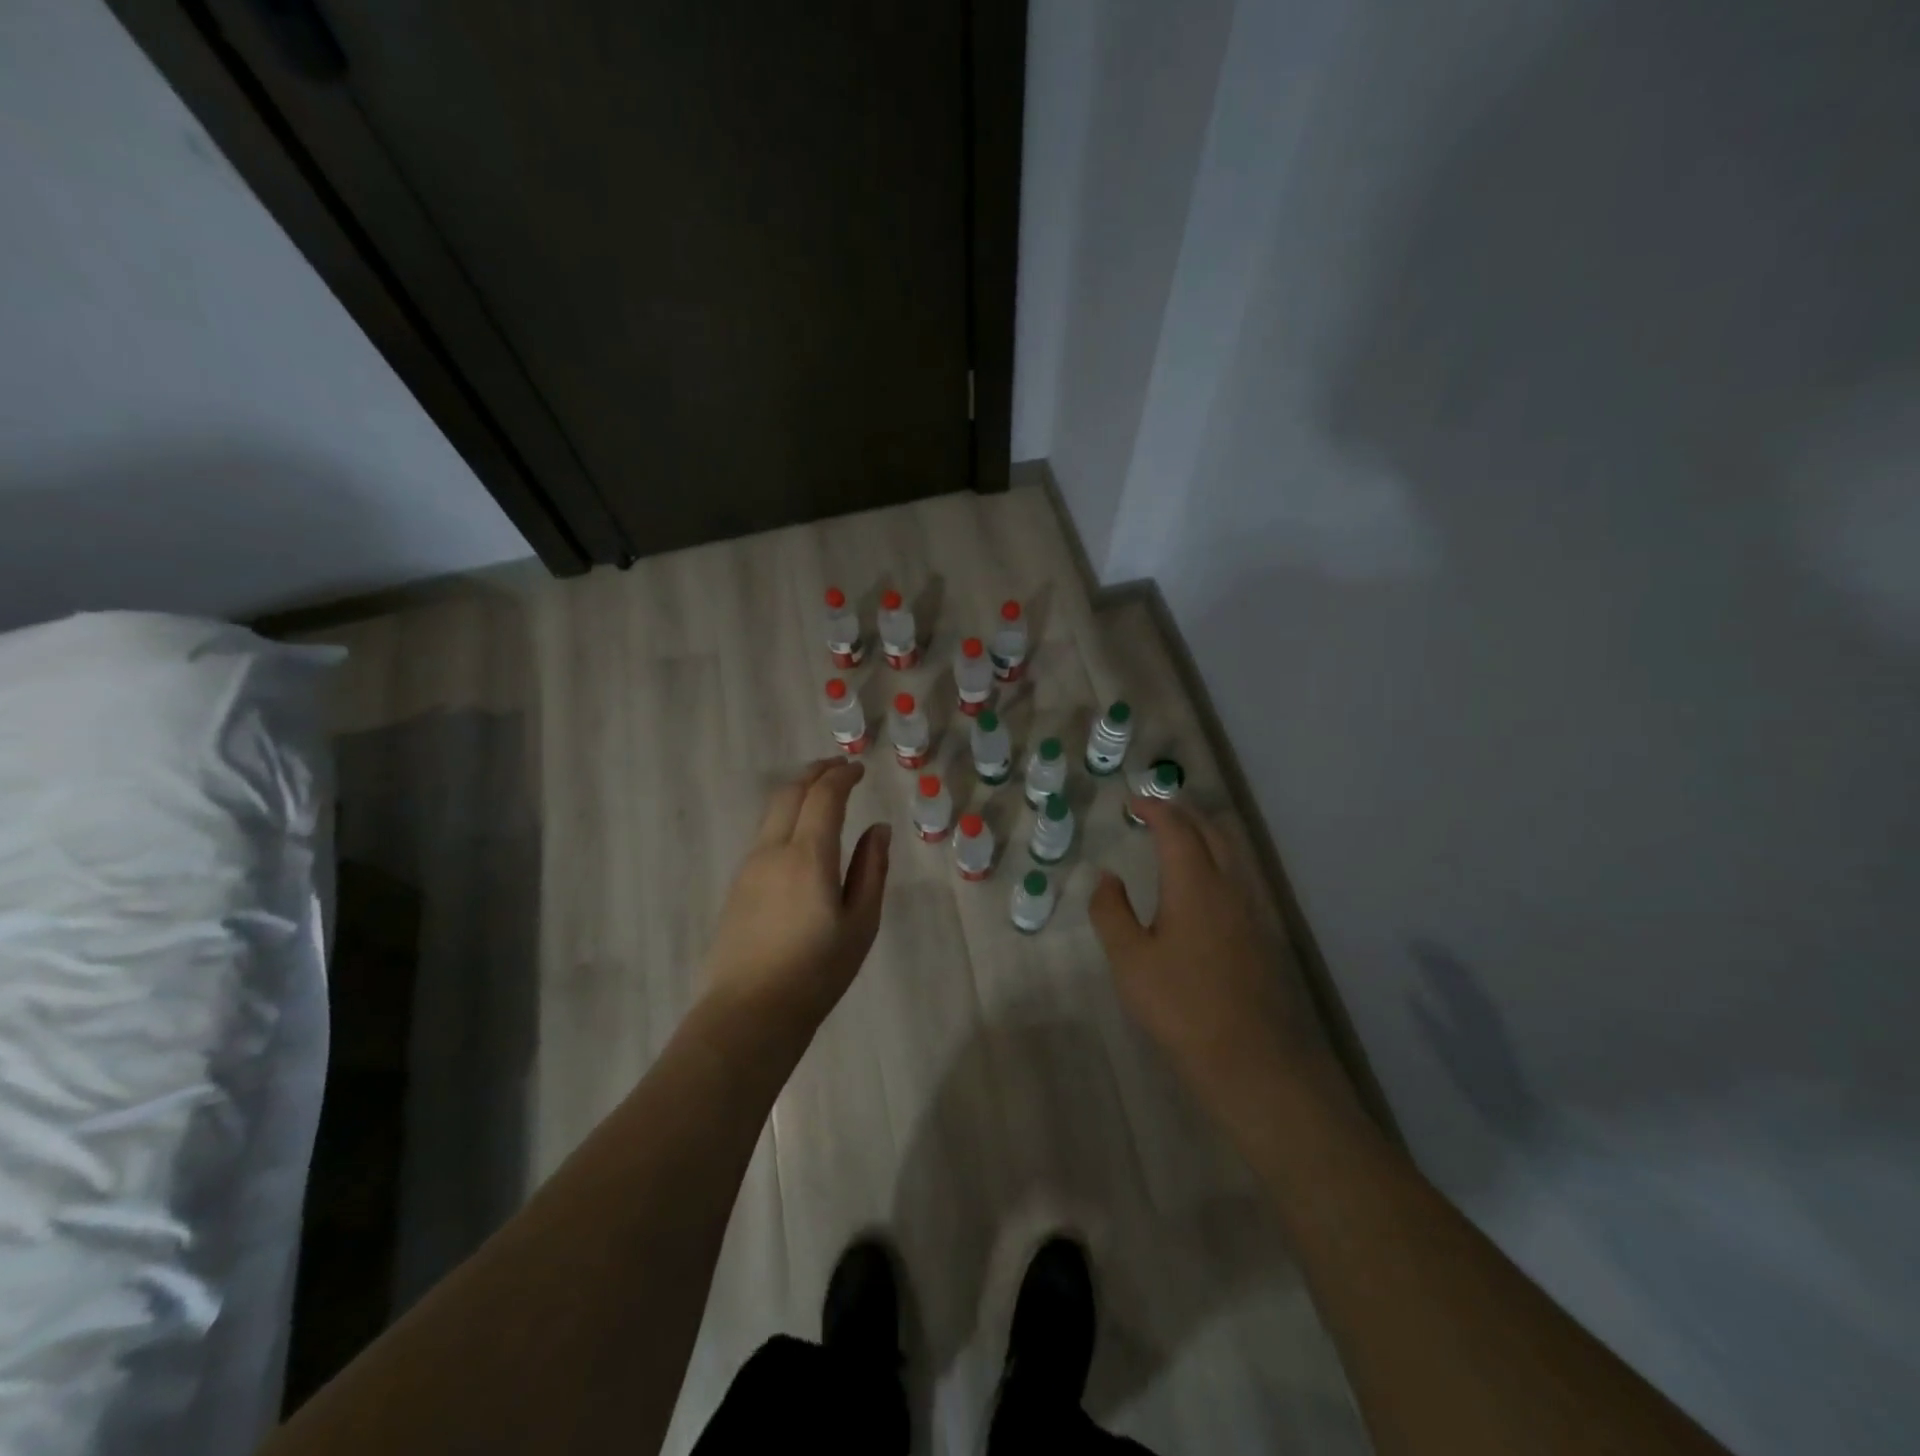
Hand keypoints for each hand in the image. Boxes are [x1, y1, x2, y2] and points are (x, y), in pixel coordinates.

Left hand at [703, 759, 889, 1031]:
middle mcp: (773, 850)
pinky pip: (764, 834)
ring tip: (821, 794)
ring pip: (772, 812)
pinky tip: (800, 834)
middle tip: (839, 768)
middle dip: (816, 773)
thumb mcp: (861, 923)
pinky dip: (786, 816)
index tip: (859, 769)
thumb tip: (878, 829)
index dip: (842, 776)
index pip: (823, 796)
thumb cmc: (816, 972)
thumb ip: (871, 870)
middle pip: (790, 793)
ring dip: (798, 792)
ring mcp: (749, 867)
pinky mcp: (738, 885)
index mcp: (808, 856)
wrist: (749, 1013)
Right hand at [1090, 798, 1337, 1111]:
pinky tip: (1202, 886)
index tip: (1133, 802)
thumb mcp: (1130, 961)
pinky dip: (1217, 860)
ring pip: (1231, 852)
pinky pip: (1239, 876)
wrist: (1252, 1058)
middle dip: (1183, 813)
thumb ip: (1111, 912)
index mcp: (1195, 884)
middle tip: (1155, 812)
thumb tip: (1107, 877)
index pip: (1176, 829)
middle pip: (1212, 831)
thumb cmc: (1181, 1005)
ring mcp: (1252, 910)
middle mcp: (1229, 886)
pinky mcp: (1262, 934)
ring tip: (1177, 840)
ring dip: (1204, 834)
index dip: (1155, 809)